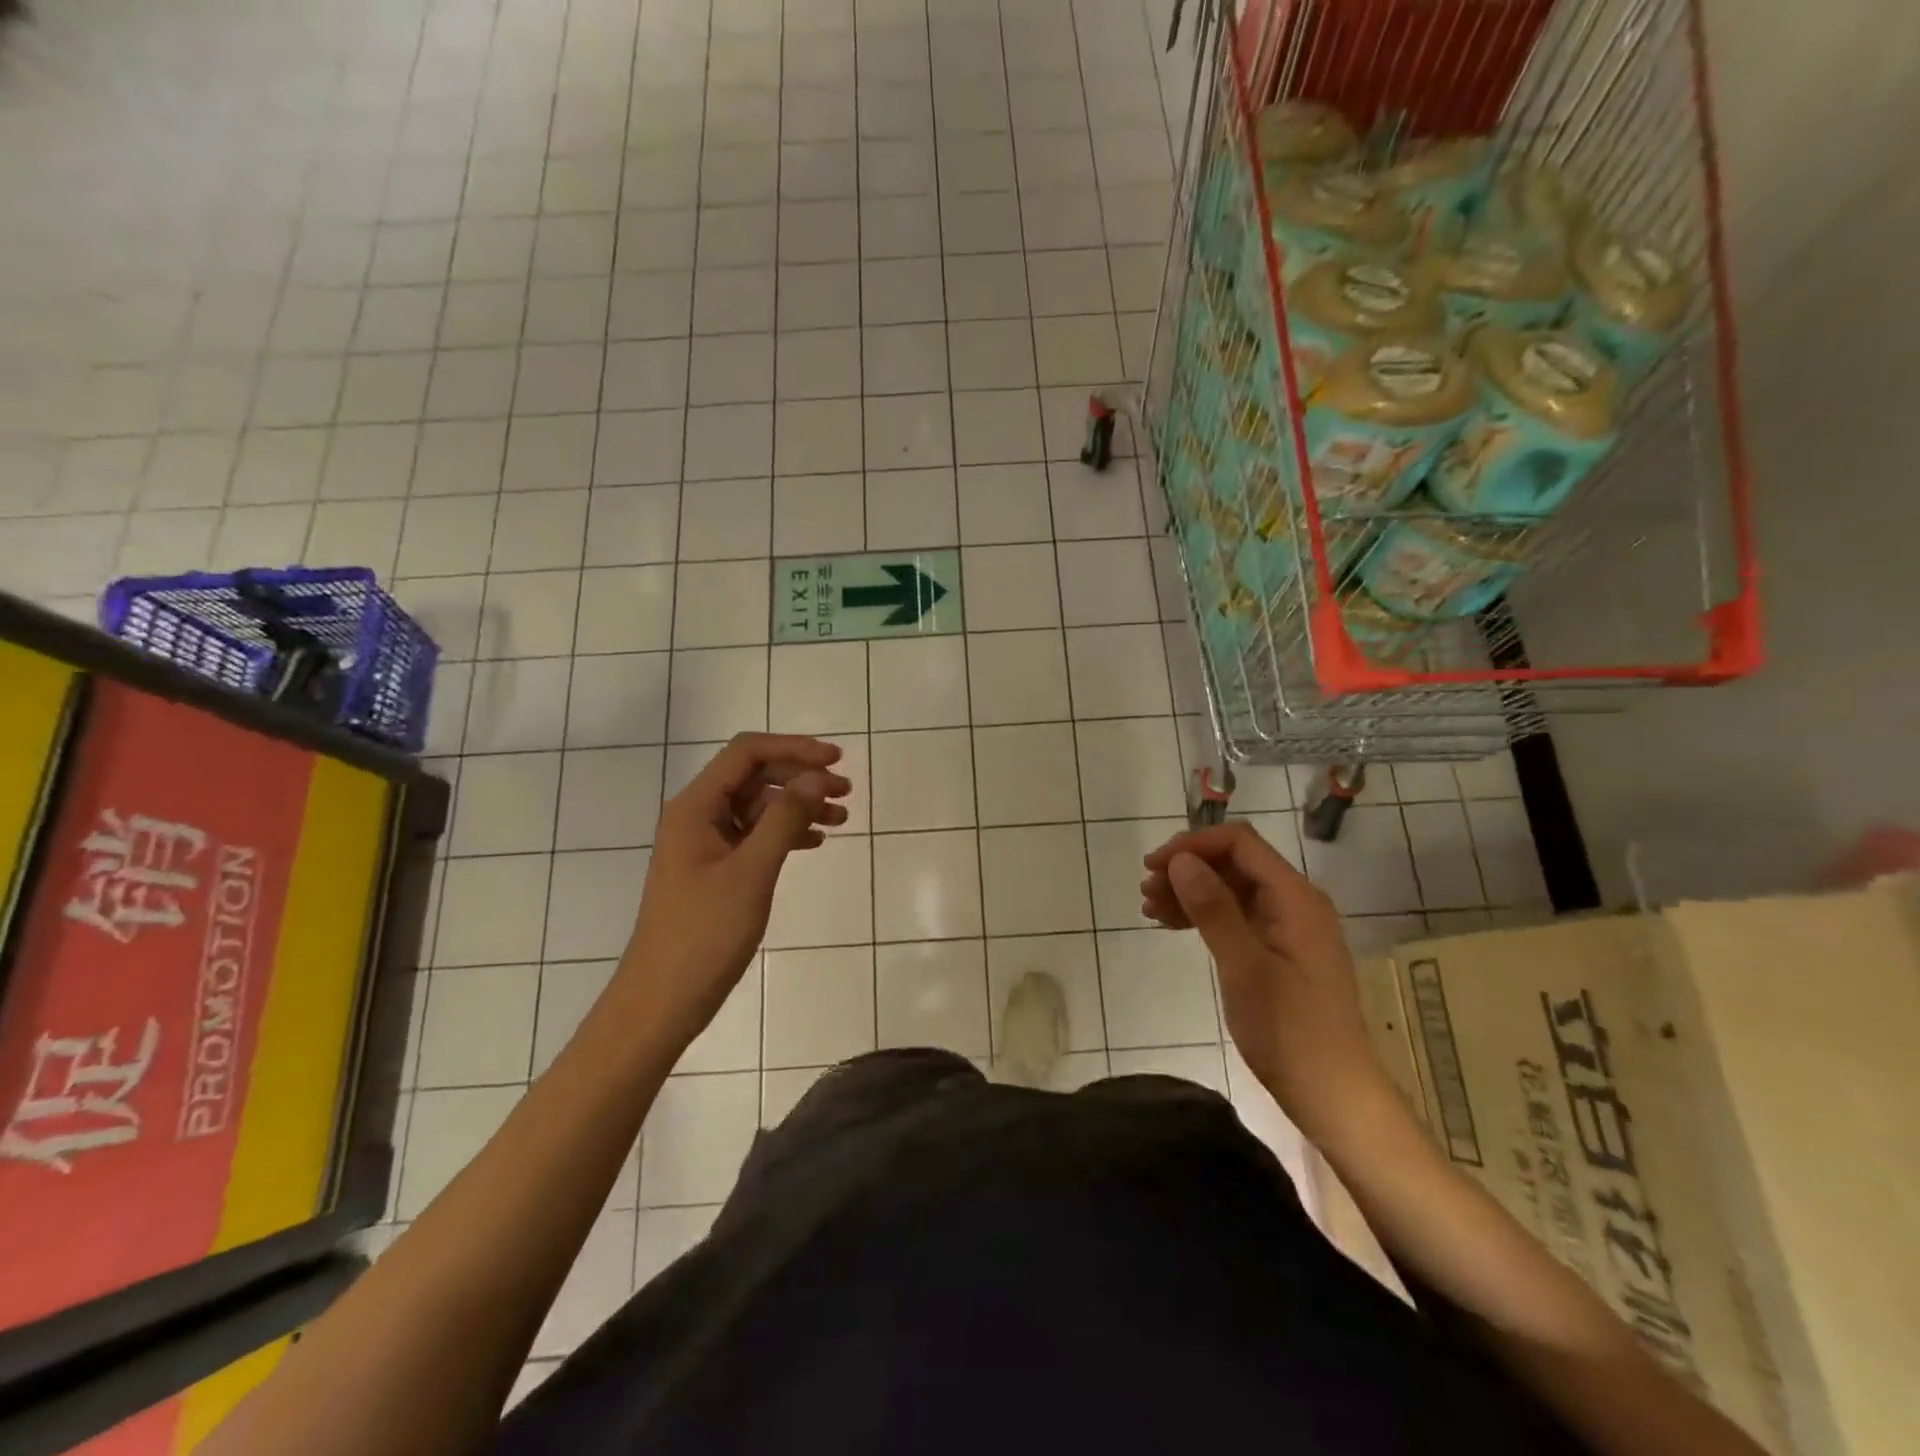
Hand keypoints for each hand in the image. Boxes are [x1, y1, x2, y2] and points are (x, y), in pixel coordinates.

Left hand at [619, 733, 849, 1046]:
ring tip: (841, 817)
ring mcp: (706, 843)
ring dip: (798, 806)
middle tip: (845, 792)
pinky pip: (755, 835)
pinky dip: (787, 832)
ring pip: (758, 807)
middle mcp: (698, 816)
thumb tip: (816, 778)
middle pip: (754, 776)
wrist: (662, 1000)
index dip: (794, 749)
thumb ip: (785, 819)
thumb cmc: (704, 934)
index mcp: (695, 807)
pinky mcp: (715, 869)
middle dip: (800, 777)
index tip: (836, 760)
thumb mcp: (752, 872)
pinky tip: (816, 842)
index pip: (746, 753)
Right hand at [1141, 822, 1384, 1141]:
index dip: (1193, 845)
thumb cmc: (1289, 1031)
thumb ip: (1213, 908)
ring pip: (1231, 888)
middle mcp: (1295, 902)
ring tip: (1150, 908)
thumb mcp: (1243, 967)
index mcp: (1295, 898)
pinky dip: (1204, 914)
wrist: (1333, 1095)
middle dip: (1188, 868)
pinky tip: (1173, 924)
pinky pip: (1236, 914)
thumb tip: (1181, 860)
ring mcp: (1288, 926)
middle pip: (1234, 862)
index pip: (1240, 843)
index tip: (1153, 867)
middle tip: (1146, 891)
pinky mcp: (1279, 949)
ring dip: (1190, 891)